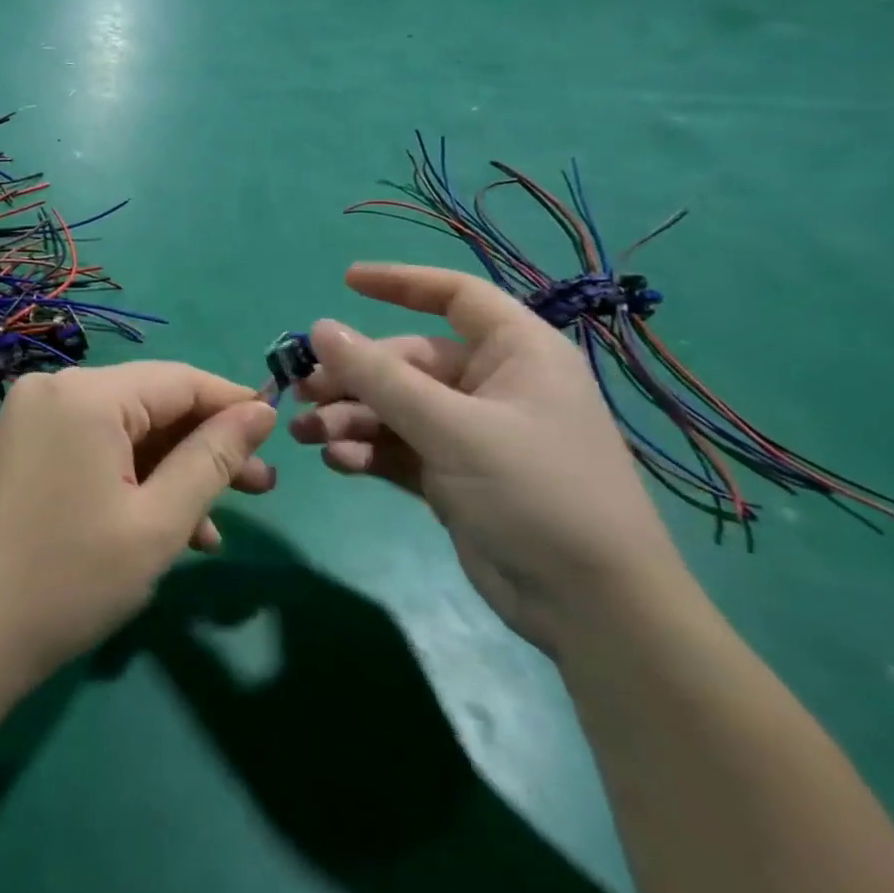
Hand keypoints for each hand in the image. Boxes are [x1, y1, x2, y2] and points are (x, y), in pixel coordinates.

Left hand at [0, 363, 277, 687]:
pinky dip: (129, 477)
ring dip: (170, 471)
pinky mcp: (22, 446)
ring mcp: (32, 416)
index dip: (232, 404)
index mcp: (87, 393)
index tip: (278, 434)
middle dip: (204, 447)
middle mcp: (56, 388)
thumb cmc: (71, 579)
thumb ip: (213, 459)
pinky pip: (91, 447)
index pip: (179, 380)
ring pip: (122, 430)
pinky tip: (164, 525)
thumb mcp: (158, 522)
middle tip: (261, 488)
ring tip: (218, 524)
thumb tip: (260, 410)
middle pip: (150, 404)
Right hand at [290, 263, 692, 653]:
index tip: (346, 281)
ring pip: (394, 407)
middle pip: (406, 362)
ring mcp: (471, 433)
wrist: (592, 611)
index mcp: (516, 354)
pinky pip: (397, 447)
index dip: (401, 282)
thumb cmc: (536, 494)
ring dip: (350, 417)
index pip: (455, 295)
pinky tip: (338, 463)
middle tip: (301, 392)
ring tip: (306, 433)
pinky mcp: (454, 476)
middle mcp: (492, 386)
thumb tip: (319, 329)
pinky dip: (367, 451)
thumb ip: (380, 378)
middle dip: (353, 377)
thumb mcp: (452, 429)